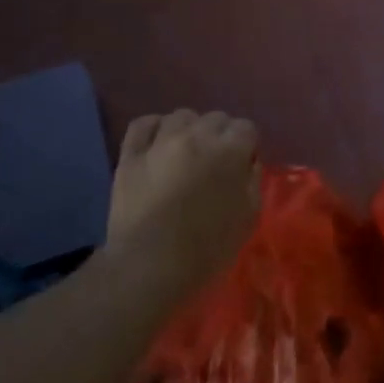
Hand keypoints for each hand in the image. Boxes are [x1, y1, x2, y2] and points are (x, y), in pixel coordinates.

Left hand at [109, 110, 260, 293]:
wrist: (150, 266)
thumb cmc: (207, 249)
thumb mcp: (248, 219)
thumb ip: (252, 182)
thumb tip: (248, 162)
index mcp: (229, 152)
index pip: (246, 128)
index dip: (246, 145)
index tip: (242, 165)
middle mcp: (196, 136)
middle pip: (216, 118)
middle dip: (220, 135)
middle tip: (215, 162)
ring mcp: (160, 142)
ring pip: (181, 116)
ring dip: (189, 130)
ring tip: (186, 153)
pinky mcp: (131, 154)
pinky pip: (143, 124)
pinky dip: (153, 128)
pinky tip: (157, 143)